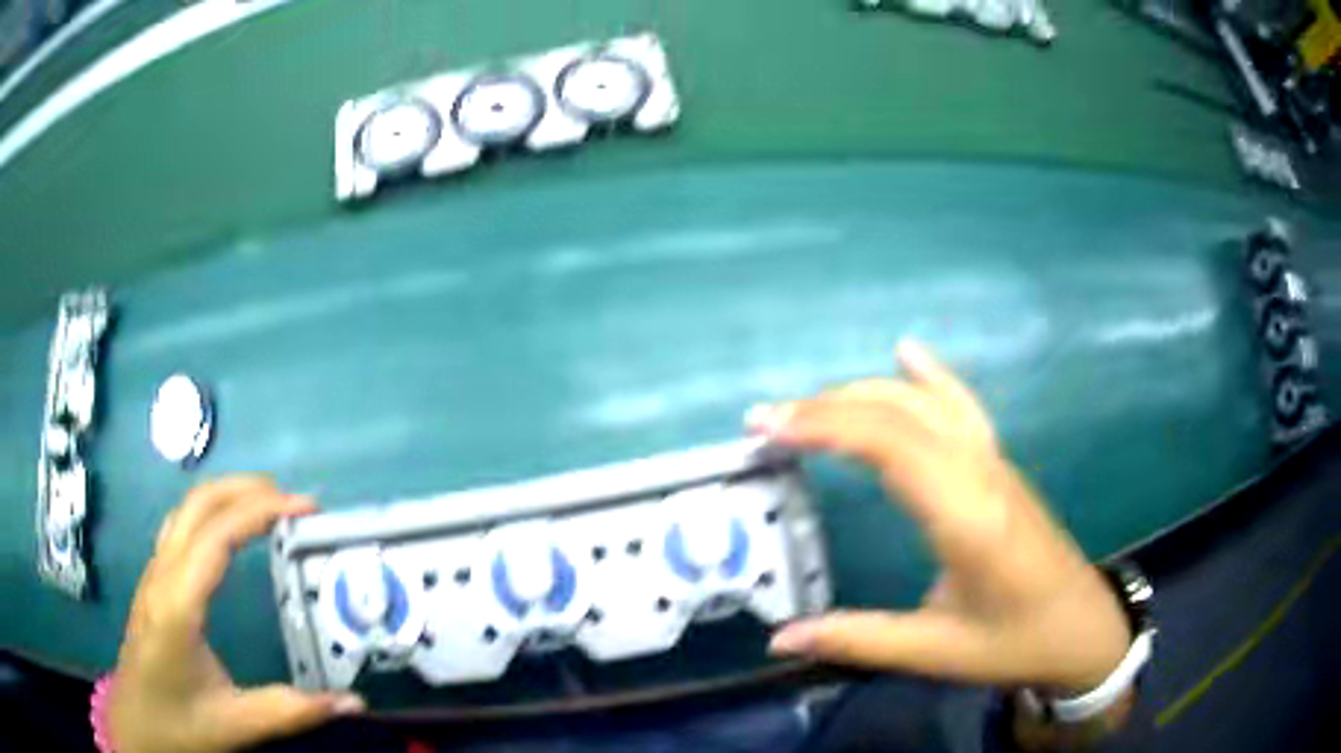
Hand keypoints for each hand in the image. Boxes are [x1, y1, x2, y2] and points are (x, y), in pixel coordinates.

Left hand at [108, 477, 364, 752]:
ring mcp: (154, 575)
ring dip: (227, 495)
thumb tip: (354, 702)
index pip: (216, 535)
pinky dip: (211, 512)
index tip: (304, 508)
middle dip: (246, 488)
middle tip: (294, 500)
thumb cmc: (178, 724)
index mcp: (177, 604)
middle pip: (197, 505)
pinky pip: (181, 527)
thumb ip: (292, 711)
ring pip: (186, 510)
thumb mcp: (236, 725)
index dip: (259, 511)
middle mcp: (162, 576)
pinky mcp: (154, 583)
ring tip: (268, 504)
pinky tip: (228, 532)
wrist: (136, 726)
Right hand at [749, 342, 1130, 693]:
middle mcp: (981, 474)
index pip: (891, 444)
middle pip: (900, 413)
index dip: (826, 425)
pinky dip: (928, 376)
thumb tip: (779, 639)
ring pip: (927, 402)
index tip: (767, 427)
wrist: (1083, 628)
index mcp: (967, 517)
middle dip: (828, 407)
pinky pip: (959, 406)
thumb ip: (857, 640)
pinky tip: (906, 351)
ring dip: (864, 393)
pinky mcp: (1000, 465)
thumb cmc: (1014, 643)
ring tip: (810, 406)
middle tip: (766, 421)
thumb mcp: (935, 652)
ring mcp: (995, 462)